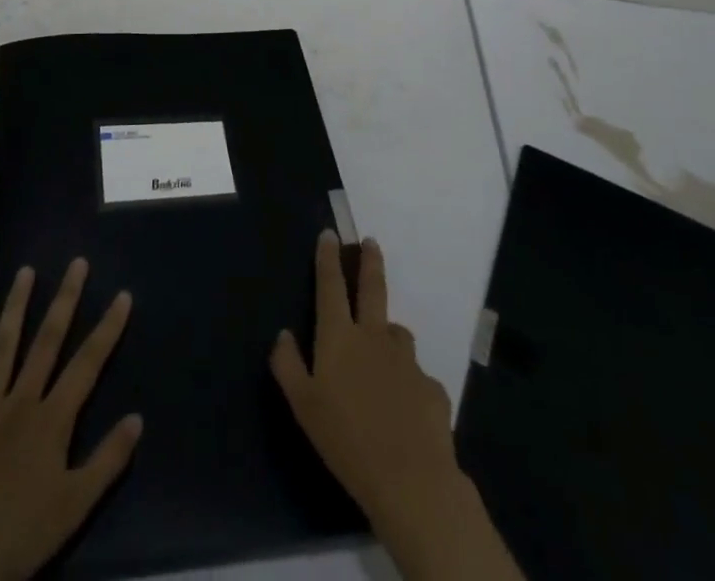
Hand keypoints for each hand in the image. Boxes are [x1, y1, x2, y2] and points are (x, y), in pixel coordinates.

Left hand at [0, 259, 139, 580]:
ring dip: (14, 309)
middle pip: (46, 341)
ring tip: (24, 273)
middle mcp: (19, 402)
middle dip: (64, 300)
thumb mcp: (75, 506)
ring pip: (1, 349)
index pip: (87, 364)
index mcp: (51, 420)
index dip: (107, 329)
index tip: (123, 294)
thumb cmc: (19, 536)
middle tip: (76, 263)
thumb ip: (107, 460)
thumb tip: (137, 418)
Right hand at [271, 232, 522, 580]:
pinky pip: (415, 376)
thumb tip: (283, 334)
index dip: (328, 259)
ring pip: (396, 333)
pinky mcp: (432, 386)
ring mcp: (406, 359)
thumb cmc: (346, 441)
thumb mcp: (303, 406)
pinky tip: (404, 410)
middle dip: (369, 261)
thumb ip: (287, 366)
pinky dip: (407, 383)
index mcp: (339, 338)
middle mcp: (373, 337)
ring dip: (388, 334)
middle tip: (370, 242)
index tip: (329, 235)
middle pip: (372, 288)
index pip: (330, 286)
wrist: (411, 480)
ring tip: (383, 354)